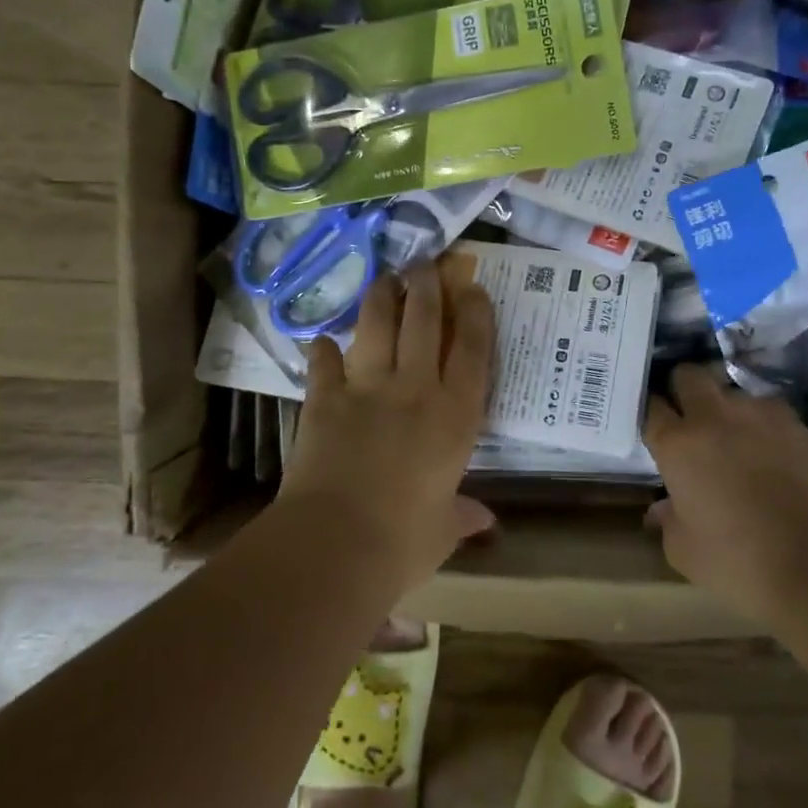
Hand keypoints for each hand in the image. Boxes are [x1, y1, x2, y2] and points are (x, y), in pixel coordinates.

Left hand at [279, 262, 495, 591]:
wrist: (335, 544)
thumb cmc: (403, 542)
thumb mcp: (442, 531)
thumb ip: (463, 517)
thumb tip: (486, 522)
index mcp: (454, 417)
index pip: (472, 352)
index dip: (475, 315)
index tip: (473, 288)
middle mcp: (415, 391)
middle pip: (424, 323)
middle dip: (427, 287)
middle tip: (425, 263)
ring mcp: (367, 390)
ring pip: (377, 327)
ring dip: (381, 298)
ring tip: (385, 278)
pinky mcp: (325, 400)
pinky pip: (323, 364)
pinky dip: (322, 351)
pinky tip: (321, 341)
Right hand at [644, 364, 807, 624]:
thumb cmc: (738, 561)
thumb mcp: (685, 552)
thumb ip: (668, 521)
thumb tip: (663, 508)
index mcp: (677, 445)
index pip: (652, 408)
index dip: (651, 414)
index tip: (655, 427)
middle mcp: (713, 417)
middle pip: (689, 375)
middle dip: (683, 387)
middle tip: (688, 415)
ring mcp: (758, 415)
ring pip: (733, 392)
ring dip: (728, 408)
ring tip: (736, 437)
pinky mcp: (796, 425)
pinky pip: (770, 412)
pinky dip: (764, 425)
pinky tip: (772, 451)